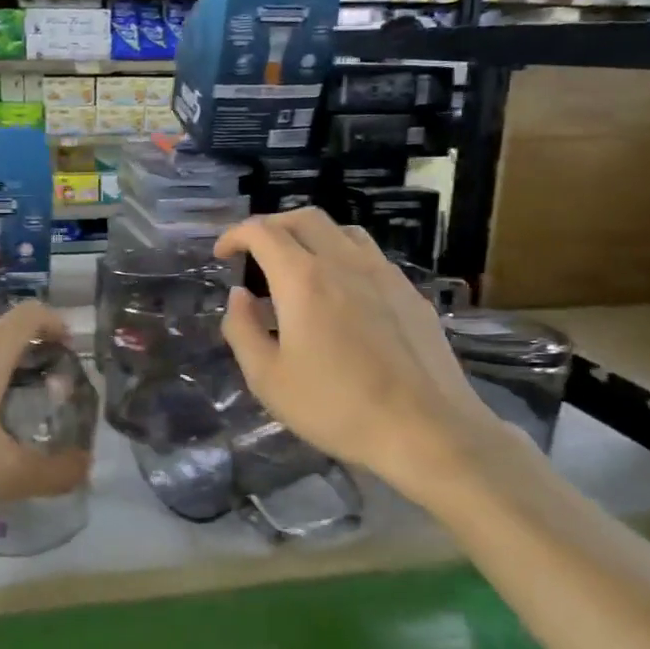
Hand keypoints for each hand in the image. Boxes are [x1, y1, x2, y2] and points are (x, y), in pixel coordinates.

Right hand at [214, 209, 525, 494]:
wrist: (427, 430)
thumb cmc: (337, 407)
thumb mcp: (268, 378)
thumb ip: (242, 329)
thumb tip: (239, 296)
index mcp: (303, 279)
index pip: (263, 232)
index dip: (235, 235)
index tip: (222, 254)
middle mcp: (344, 262)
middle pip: (304, 218)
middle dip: (272, 226)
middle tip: (255, 252)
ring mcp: (384, 274)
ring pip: (342, 231)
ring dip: (311, 236)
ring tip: (298, 266)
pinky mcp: (410, 293)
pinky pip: (370, 256)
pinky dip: (343, 257)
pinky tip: (342, 294)